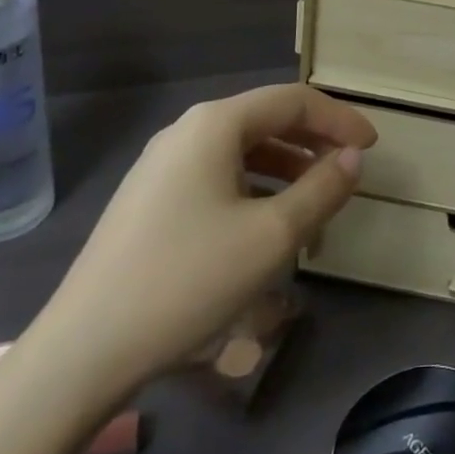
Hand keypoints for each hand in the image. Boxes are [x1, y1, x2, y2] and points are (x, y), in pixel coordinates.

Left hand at [43, 83, 376, 388]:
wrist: (82, 352)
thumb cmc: (188, 280)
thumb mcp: (272, 236)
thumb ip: (322, 189)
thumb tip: (353, 158)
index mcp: (216, 124)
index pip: (294, 101)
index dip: (339, 119)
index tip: (372, 147)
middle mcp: (187, 131)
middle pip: (266, 119)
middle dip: (313, 141)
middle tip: (348, 169)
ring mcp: (161, 165)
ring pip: (241, 150)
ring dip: (285, 166)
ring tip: (314, 200)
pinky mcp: (148, 200)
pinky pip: (216, 175)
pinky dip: (253, 186)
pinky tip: (264, 223)